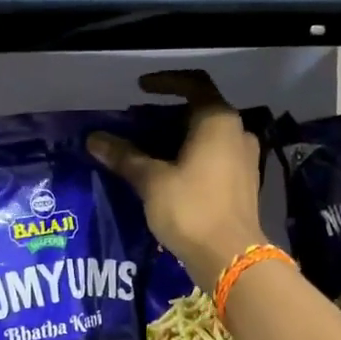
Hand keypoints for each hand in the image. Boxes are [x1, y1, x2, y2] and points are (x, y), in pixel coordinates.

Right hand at [88, 70, 266, 289]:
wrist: (231, 258)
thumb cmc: (192, 209)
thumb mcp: (152, 181)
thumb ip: (124, 156)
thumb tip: (95, 139)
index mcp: (218, 121)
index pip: (193, 84)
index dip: (165, 81)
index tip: (140, 88)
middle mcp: (237, 133)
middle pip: (201, 111)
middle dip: (168, 115)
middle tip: (138, 124)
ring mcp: (245, 159)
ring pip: (208, 136)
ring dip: (179, 138)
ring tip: (149, 150)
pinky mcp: (244, 183)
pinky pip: (215, 157)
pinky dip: (192, 156)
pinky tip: (170, 174)